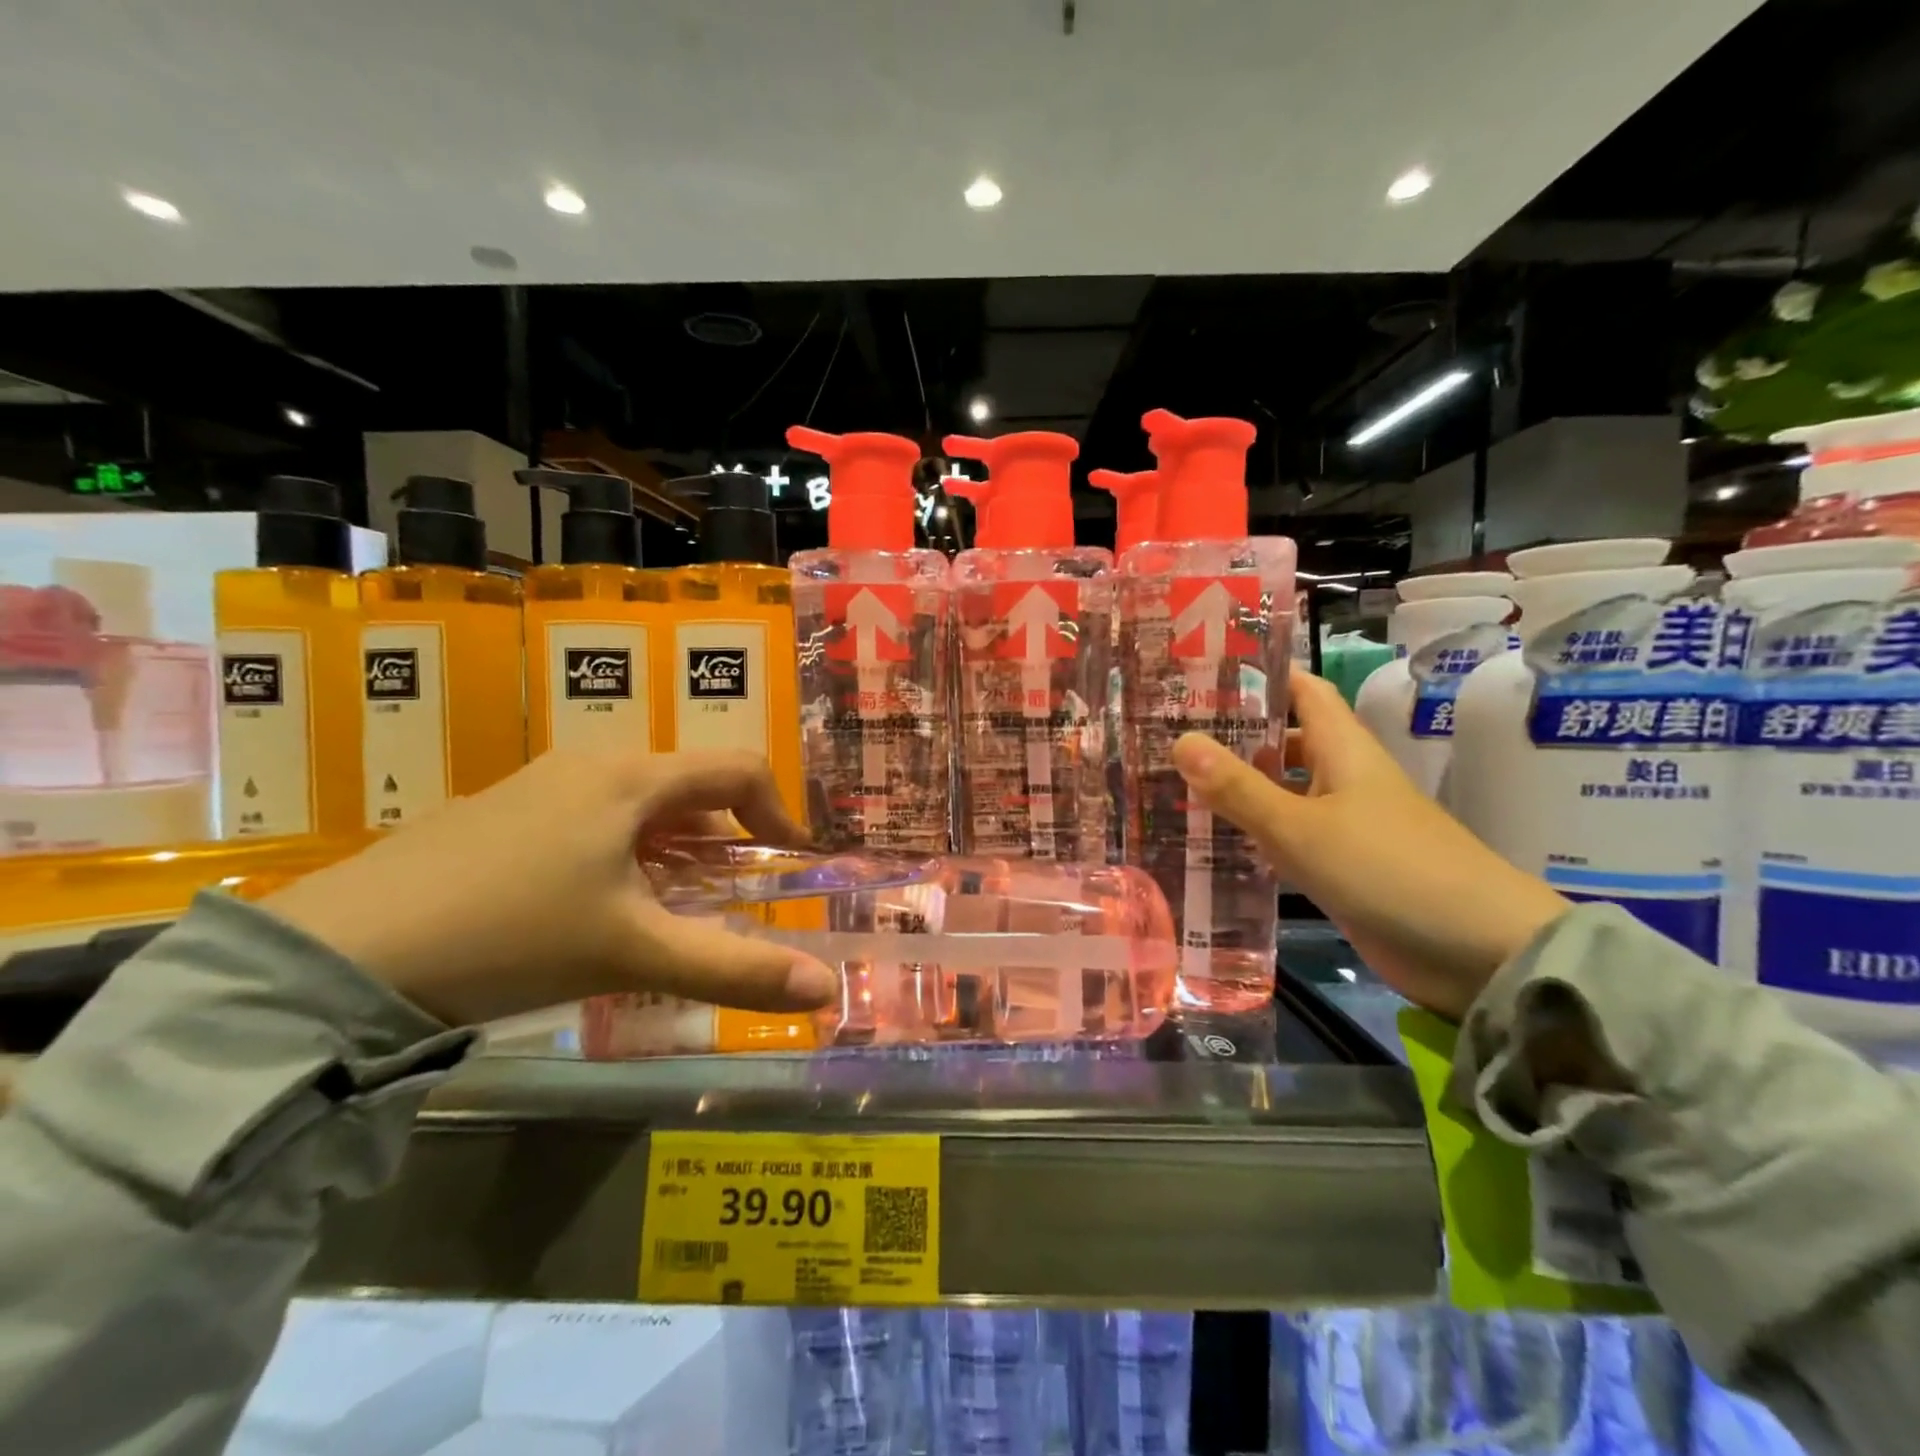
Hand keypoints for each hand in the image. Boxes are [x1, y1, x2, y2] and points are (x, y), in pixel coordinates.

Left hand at [262, 750, 838, 1026]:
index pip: (737, 768)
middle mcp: (589, 764)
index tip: (794, 862)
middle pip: (688, 787)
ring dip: (673, 849)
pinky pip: (589, 818)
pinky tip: (595, 908)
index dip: (780, 811)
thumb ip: (736, 970)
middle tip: (731, 898)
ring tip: (668, 910)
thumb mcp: (634, 953)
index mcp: (630, 779)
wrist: (339, 957)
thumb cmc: (511, 936)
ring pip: (636, 805)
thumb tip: (825, 989)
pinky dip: (622, 853)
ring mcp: (536, 785)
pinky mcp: (496, 814)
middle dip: (725, 839)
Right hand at [1172, 666, 1568, 1020]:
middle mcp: (1343, 777)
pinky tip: (1214, 842)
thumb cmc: (1385, 868)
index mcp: (1343, 748)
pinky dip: (1255, 833)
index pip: (1301, 690)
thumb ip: (1238, 787)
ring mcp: (1345, 824)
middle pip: (1285, 741)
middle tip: (1171, 735)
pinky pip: (1290, 837)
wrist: (1476, 951)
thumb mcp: (1299, 826)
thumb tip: (1180, 740)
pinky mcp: (1343, 866)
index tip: (1203, 672)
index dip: (1259, 675)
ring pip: (1283, 791)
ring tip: (1176, 784)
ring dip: (1239, 787)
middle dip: (1234, 735)